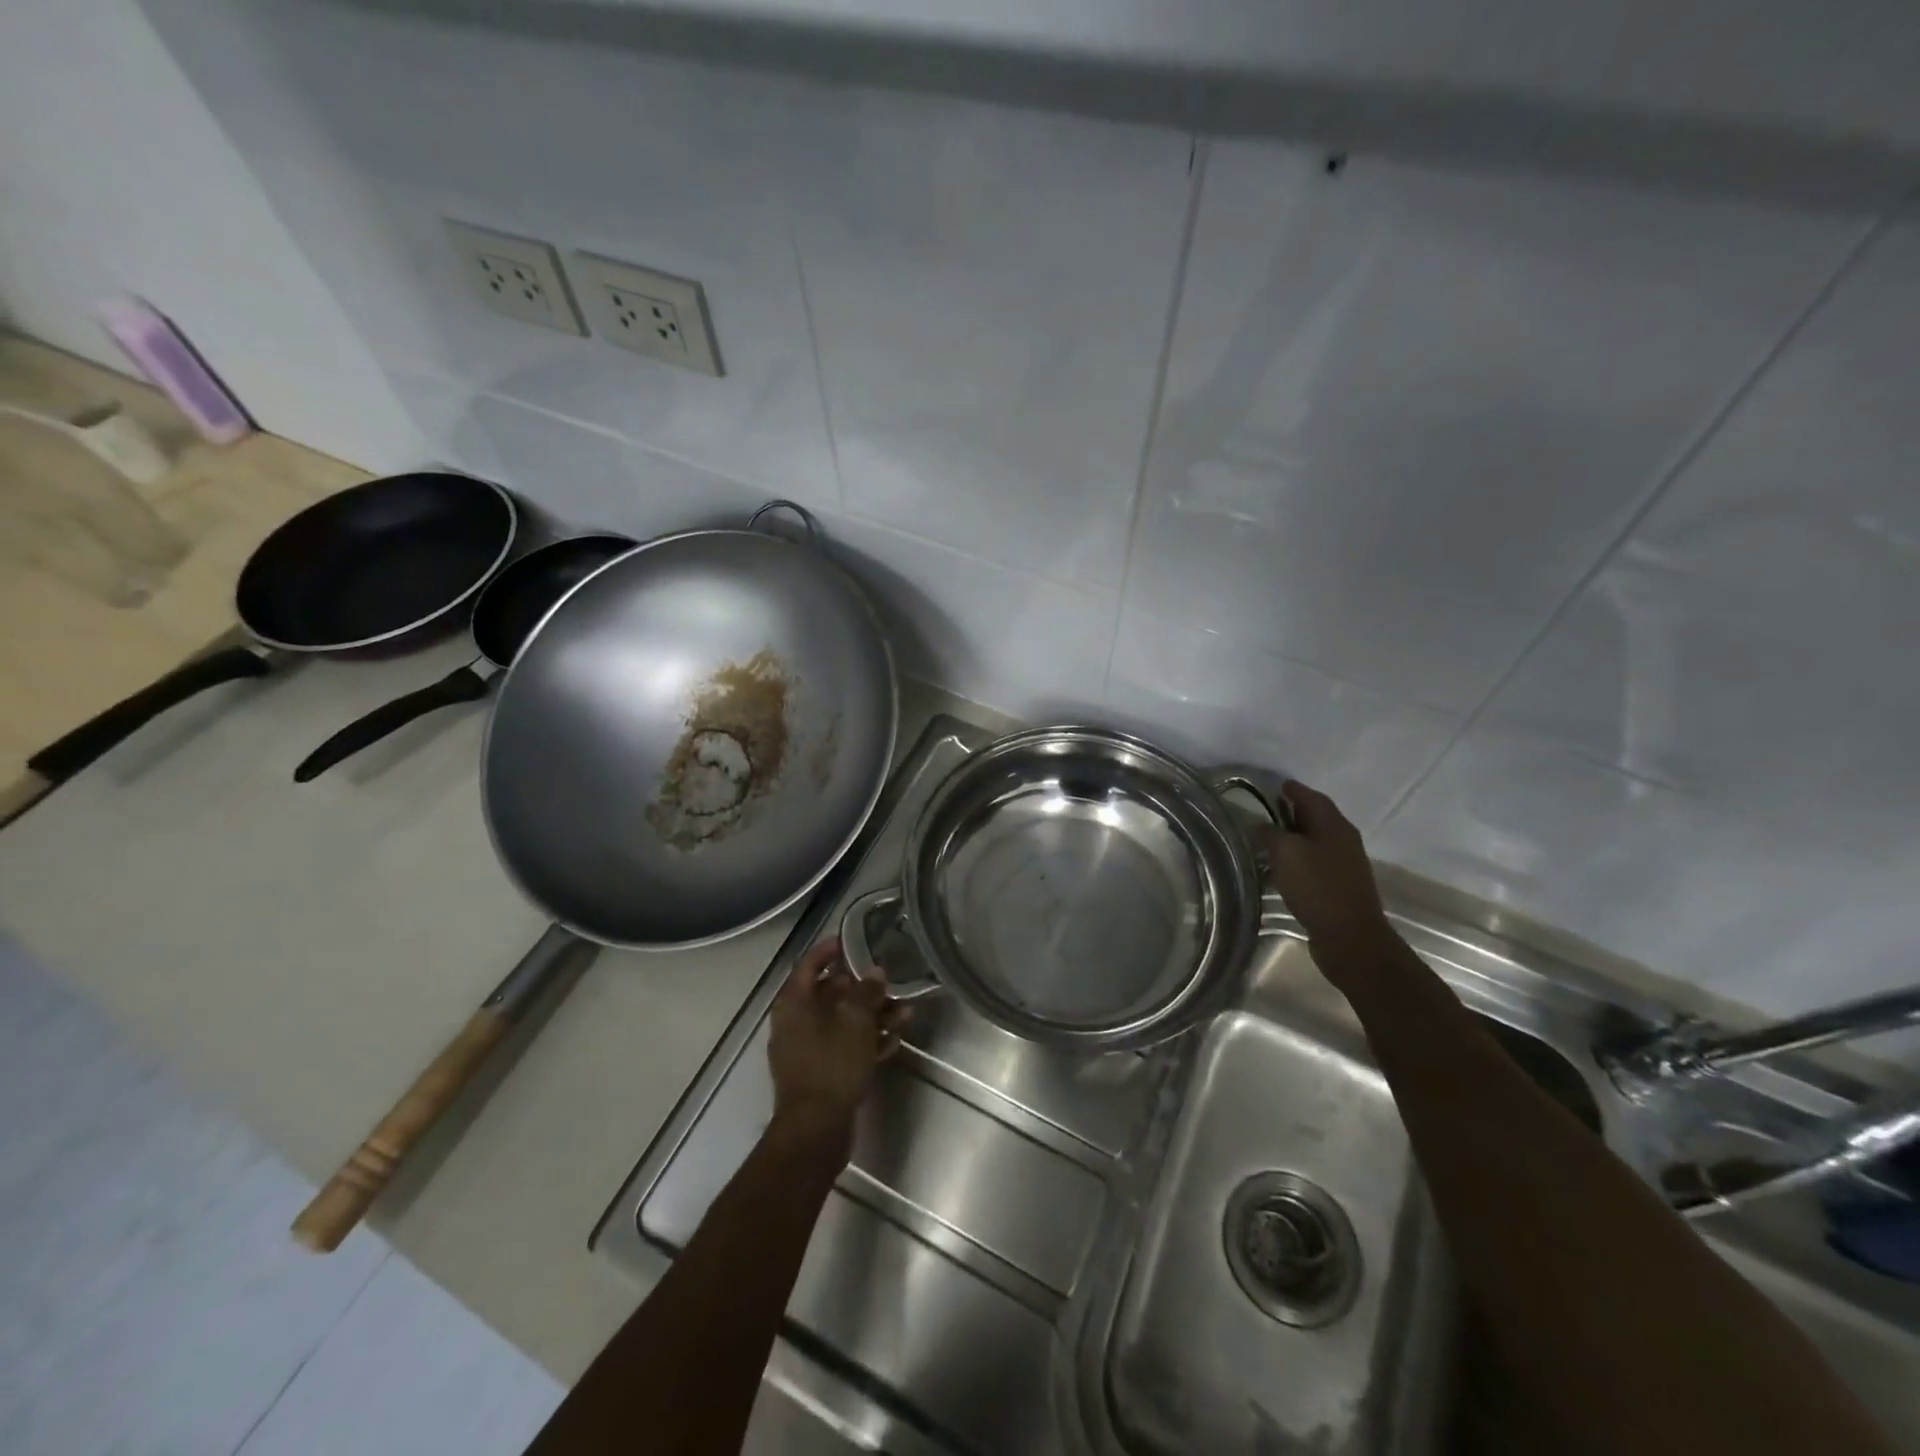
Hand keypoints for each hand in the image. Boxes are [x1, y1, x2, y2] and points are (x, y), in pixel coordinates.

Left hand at [767, 936, 906, 1141]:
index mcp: (794, 1004)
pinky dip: (866, 1042)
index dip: (828, 951)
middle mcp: (795, 1023)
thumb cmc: (831, 1066)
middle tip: (888, 980)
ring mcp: (806, 1051)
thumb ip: (866, 993)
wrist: (816, 1131)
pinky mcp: (820, 1074)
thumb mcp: (855, 1023)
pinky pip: (844, 1047)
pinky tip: (893, 1042)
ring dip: (871, 1016)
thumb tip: (875, 972)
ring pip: (841, 1023)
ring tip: (904, 1013)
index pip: (808, 965)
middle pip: (829, 995)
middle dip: (862, 988)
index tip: (850, 941)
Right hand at [1260, 779, 1395, 974]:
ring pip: (1315, 840)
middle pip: (1315, 817)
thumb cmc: (1317, 886)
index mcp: (1333, 824)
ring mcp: (1344, 863)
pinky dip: (1297, 858)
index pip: (1310, 796)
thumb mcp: (1285, 853)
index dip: (1291, 789)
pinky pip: (1315, 862)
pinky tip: (1280, 869)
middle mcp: (1343, 839)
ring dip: (1293, 837)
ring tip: (1266, 840)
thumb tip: (1258, 823)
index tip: (1272, 786)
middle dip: (1291, 811)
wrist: (1350, 936)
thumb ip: (1269, 833)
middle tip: (1264, 811)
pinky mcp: (1339, 885)